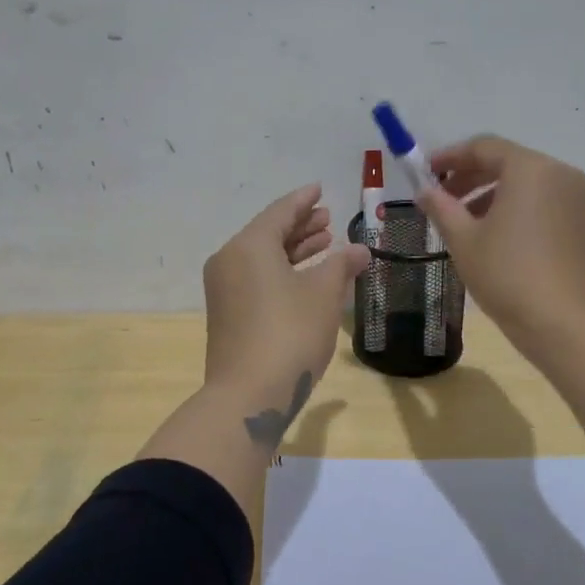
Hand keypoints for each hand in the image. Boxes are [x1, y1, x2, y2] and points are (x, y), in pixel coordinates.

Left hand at [202, 183, 369, 443]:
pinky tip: (307, 278)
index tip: (320, 189)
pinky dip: (281, 272)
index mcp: (249, 246)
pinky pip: (256, 278)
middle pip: (268, 233)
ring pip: (262, 258)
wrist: (249, 395)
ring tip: (325, 244)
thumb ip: (341, 265)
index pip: (280, 212)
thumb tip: (359, 249)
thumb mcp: (324, 295)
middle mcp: (230, 261)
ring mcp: (224, 290)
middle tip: (329, 219)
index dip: (304, 200)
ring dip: (293, 250)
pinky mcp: (227, 314)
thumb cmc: (290, 334)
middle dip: (300, 226)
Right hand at [416, 136, 584, 357]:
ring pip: (530, 186)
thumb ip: (441, 208)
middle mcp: (562, 175)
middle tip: (444, 200)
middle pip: (509, 163)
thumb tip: (424, 191)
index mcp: (530, 169)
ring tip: (469, 225)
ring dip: (495, 196)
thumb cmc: (507, 275)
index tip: (426, 173)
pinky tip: (502, 240)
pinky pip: (548, 205)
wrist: (565, 325)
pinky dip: (520, 211)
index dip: (450, 157)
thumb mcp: (463, 240)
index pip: (484, 147)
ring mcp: (581, 201)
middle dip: (472, 178)